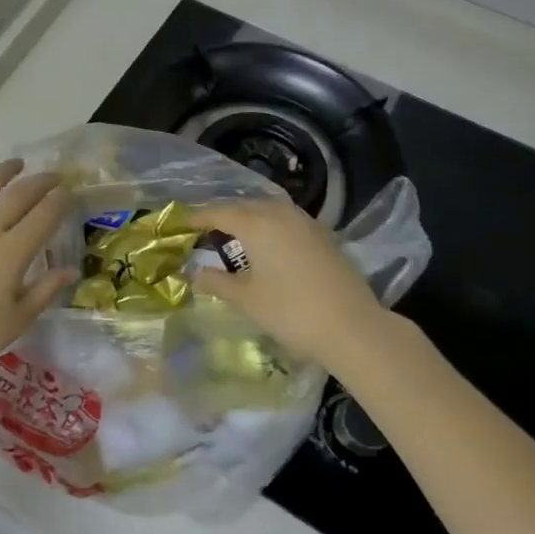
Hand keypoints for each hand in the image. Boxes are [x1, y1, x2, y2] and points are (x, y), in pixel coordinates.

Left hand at [0, 160, 74, 390]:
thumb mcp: (18, 319)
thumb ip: (45, 290)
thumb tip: (70, 270)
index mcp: (12, 253)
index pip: (43, 217)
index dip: (59, 201)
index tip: (69, 193)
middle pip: (18, 196)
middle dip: (40, 182)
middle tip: (53, 176)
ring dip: (2, 172)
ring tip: (16, 164)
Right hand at [186, 197, 409, 370]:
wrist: (353, 327)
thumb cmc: (291, 312)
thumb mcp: (246, 300)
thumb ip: (215, 282)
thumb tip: (192, 272)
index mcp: (256, 223)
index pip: (218, 212)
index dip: (197, 218)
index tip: (181, 224)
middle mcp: (280, 213)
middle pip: (244, 206)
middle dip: (223, 216)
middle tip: (205, 231)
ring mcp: (305, 222)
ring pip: (268, 210)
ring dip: (248, 218)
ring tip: (234, 235)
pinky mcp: (323, 235)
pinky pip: (286, 220)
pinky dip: (270, 226)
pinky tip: (267, 245)